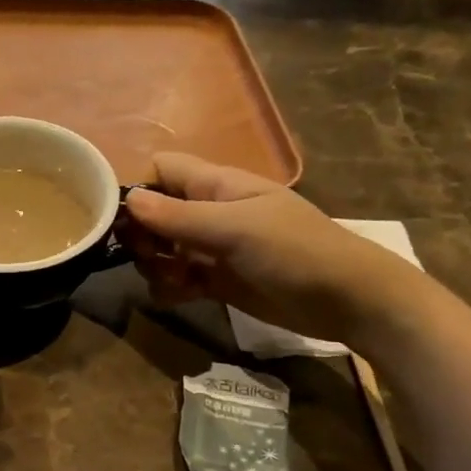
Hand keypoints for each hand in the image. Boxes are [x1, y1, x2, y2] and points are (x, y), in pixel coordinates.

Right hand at [124, 152, 436, 347]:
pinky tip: (183, 296)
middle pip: (154, 214)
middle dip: (143, 236)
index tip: (122, 219)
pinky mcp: (216, 281)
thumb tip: (128, 200)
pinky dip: (171, 288)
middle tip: (151, 256)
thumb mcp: (234, 229)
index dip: (138, 188)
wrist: (348, 300)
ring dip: (155, 266)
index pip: (161, 170)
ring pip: (161, 250)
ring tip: (175, 281)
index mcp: (215, 185)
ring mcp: (212, 248)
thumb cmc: (295, 251)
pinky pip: (177, 280)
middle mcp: (209, 212)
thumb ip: (179, 216)